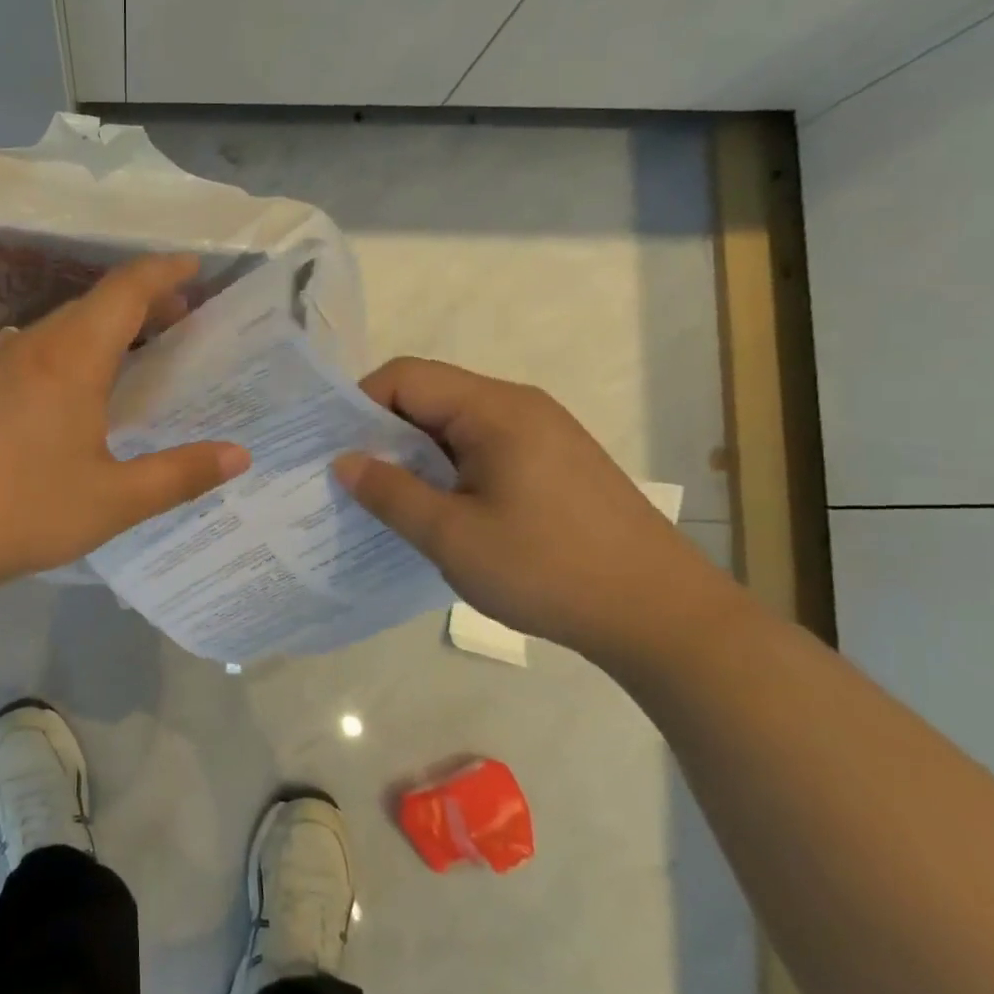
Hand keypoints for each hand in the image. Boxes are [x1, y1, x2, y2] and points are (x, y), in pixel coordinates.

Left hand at [0, 254, 250, 588]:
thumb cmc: (25, 512)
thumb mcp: (114, 500)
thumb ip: (181, 474)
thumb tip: (241, 455)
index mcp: (71, 359)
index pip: (125, 290)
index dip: (164, 271)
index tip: (196, 266)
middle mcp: (31, 346)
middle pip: (94, 303)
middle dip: (142, 301)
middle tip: (180, 321)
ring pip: (60, 326)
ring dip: (104, 328)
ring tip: (136, 354)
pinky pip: (34, 350)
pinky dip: (71, 351)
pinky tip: (75, 391)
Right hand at [332, 357, 743, 658]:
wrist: (661, 615)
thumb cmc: (548, 569)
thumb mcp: (452, 536)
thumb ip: (391, 492)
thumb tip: (344, 461)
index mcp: (494, 410)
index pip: (406, 377)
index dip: (359, 405)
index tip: (333, 451)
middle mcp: (518, 408)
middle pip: (430, 397)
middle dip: (382, 434)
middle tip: (350, 481)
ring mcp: (541, 436)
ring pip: (454, 427)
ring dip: (414, 457)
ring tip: (387, 502)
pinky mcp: (552, 466)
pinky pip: (481, 451)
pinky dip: (447, 472)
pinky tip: (437, 514)